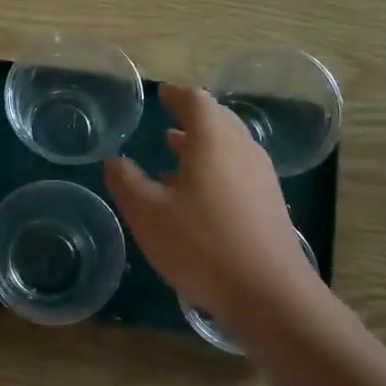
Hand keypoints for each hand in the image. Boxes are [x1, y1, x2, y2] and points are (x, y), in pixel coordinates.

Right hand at [105, 84, 323, 333]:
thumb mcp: (147, 213)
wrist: (267, 291)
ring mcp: (262, 175)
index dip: (176, 95)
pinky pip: (239, 169)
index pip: (195, 100)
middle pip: (219, 119)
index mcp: (213, 140)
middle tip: (168, 121)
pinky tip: (199, 193)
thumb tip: (115, 160)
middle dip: (192, 118)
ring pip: (231, 145)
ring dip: (204, 144)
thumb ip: (126, 181)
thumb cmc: (200, 244)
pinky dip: (217, 166)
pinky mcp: (270, 202)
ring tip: (176, 152)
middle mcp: (242, 148)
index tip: (161, 94)